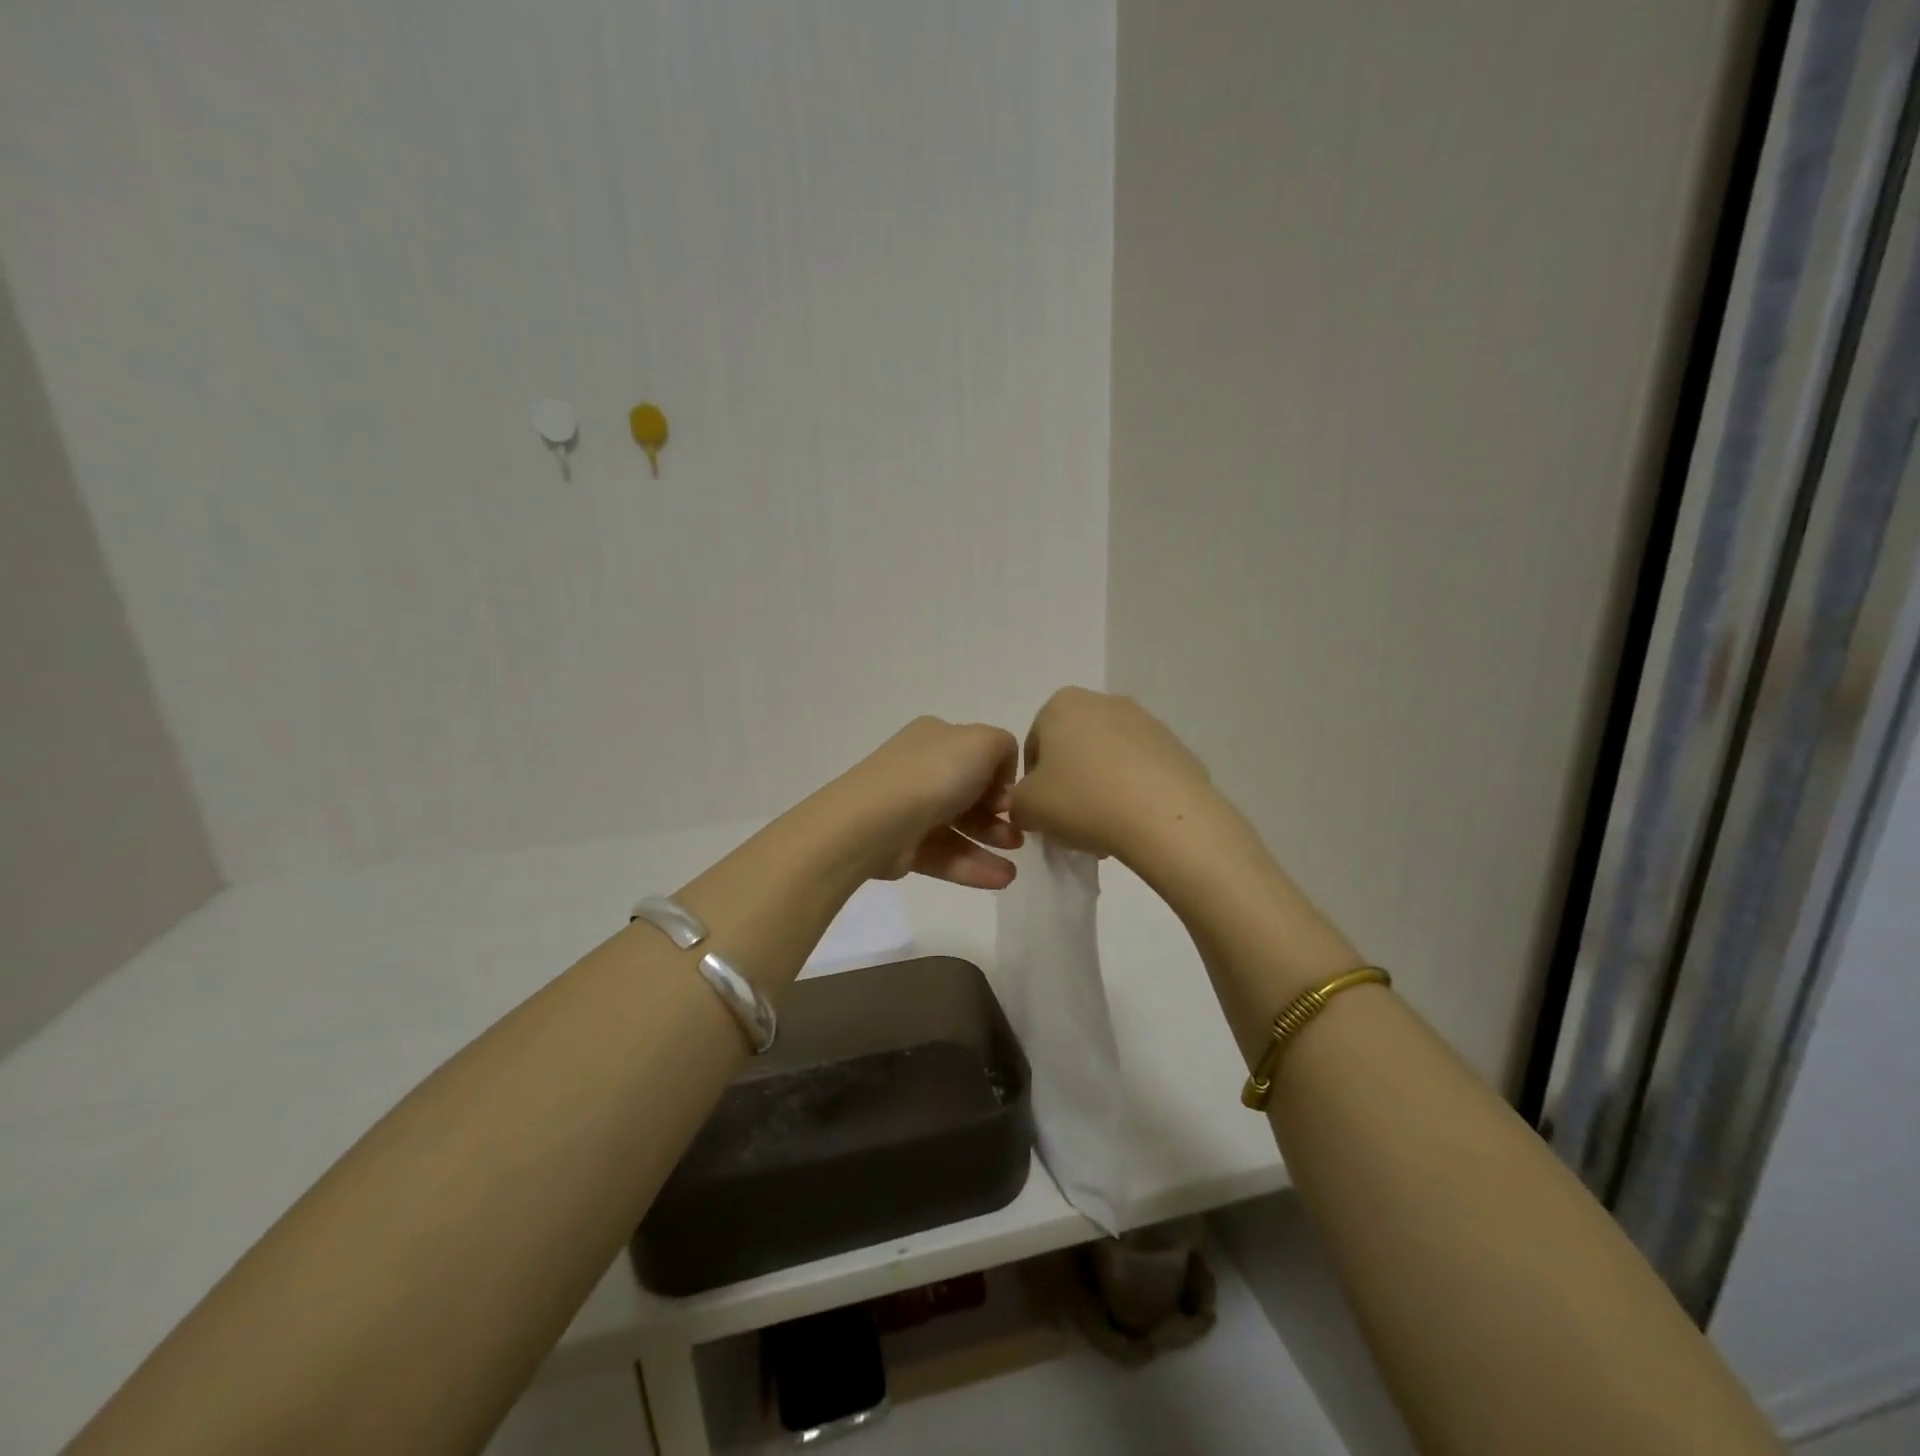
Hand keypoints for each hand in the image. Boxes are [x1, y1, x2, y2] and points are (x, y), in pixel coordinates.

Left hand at [819, 717, 1022, 888]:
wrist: (874, 820)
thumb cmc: (933, 774)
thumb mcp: (983, 742)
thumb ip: (1004, 747)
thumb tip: (1000, 779)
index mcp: (937, 738)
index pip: (977, 755)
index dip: (1000, 778)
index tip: (1013, 800)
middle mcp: (921, 769)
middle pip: (970, 794)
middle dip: (998, 816)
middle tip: (1019, 835)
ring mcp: (910, 808)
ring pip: (959, 828)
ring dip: (990, 846)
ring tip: (1013, 870)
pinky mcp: (904, 846)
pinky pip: (945, 855)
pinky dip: (973, 867)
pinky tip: (1001, 879)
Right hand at [1009, 688, 1224, 862]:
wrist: (1164, 816)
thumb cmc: (1082, 800)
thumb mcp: (1026, 808)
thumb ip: (1016, 802)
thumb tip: (1032, 805)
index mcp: (1061, 704)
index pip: (1034, 747)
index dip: (1033, 784)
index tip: (1043, 813)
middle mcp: (1103, 701)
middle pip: (1074, 750)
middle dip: (1070, 784)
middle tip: (1071, 822)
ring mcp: (1145, 721)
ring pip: (1108, 760)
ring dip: (1101, 789)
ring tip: (1105, 828)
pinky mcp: (1176, 746)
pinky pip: (1142, 771)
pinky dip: (1133, 792)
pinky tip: (1134, 822)